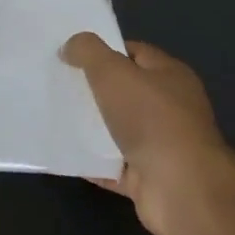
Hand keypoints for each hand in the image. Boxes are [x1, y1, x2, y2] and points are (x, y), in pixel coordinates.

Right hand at [62, 34, 234, 234]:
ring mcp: (161, 146)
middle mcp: (171, 108)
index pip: (135, 53)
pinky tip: (64, 153)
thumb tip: (70, 46)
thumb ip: (88, 51)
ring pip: (118, 130)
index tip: (71, 55)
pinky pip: (112, 165)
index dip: (104, 50)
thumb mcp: (112, 71)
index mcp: (170, 76)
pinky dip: (91, 161)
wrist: (180, 188)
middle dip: (93, 89)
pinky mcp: (148, 178)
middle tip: (58, 84)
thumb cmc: (150, 119)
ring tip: (54, 117)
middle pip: (125, 92)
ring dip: (91, 127)